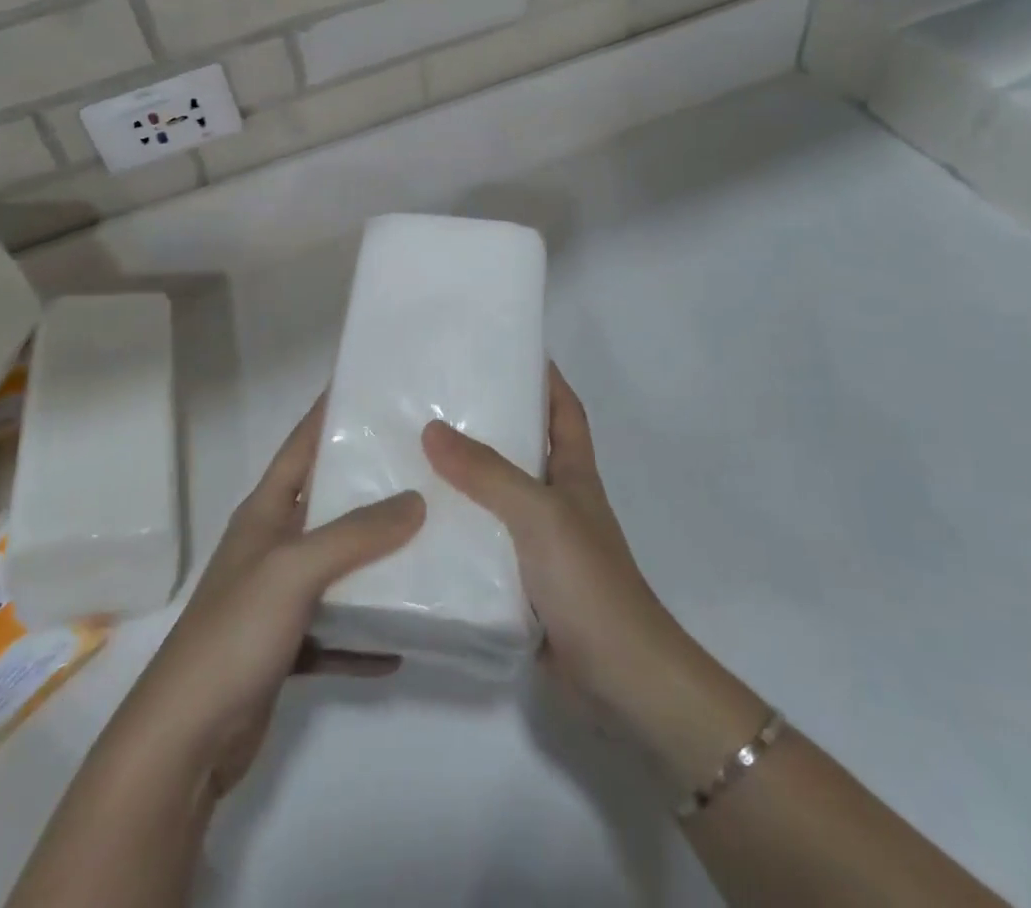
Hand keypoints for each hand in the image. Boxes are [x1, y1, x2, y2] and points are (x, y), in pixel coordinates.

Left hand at [120, 396, 425, 797]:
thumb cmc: (235, 632)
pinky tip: (403, 639)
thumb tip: (415, 500)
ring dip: (376, 560)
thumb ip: (356, 533)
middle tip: (425, 466)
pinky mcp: (285, 647)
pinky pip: (336, 631)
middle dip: (370, 484)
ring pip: (337, 567)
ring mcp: (277, 598)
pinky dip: (365, 633)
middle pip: (327, 503)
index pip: (301, 445)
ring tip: (430, 540)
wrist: (185, 739)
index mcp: (265, 512)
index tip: (370, 387)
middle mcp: (272, 546)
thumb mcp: (295, 569)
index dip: (329, 413)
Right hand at [422, 365, 763, 776]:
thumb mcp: (539, 514)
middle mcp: (557, 500)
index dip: (544, 377)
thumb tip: (432, 429)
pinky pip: (482, 541)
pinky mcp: (520, 581)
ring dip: (462, 477)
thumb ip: (487, 472)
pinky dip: (457, 528)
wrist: (620, 680)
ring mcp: (539, 543)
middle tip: (434, 396)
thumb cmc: (589, 581)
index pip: (563, 409)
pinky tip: (418, 522)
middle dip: (487, 421)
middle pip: (522, 447)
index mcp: (574, 473)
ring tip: (410, 450)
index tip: (507, 349)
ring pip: (495, 495)